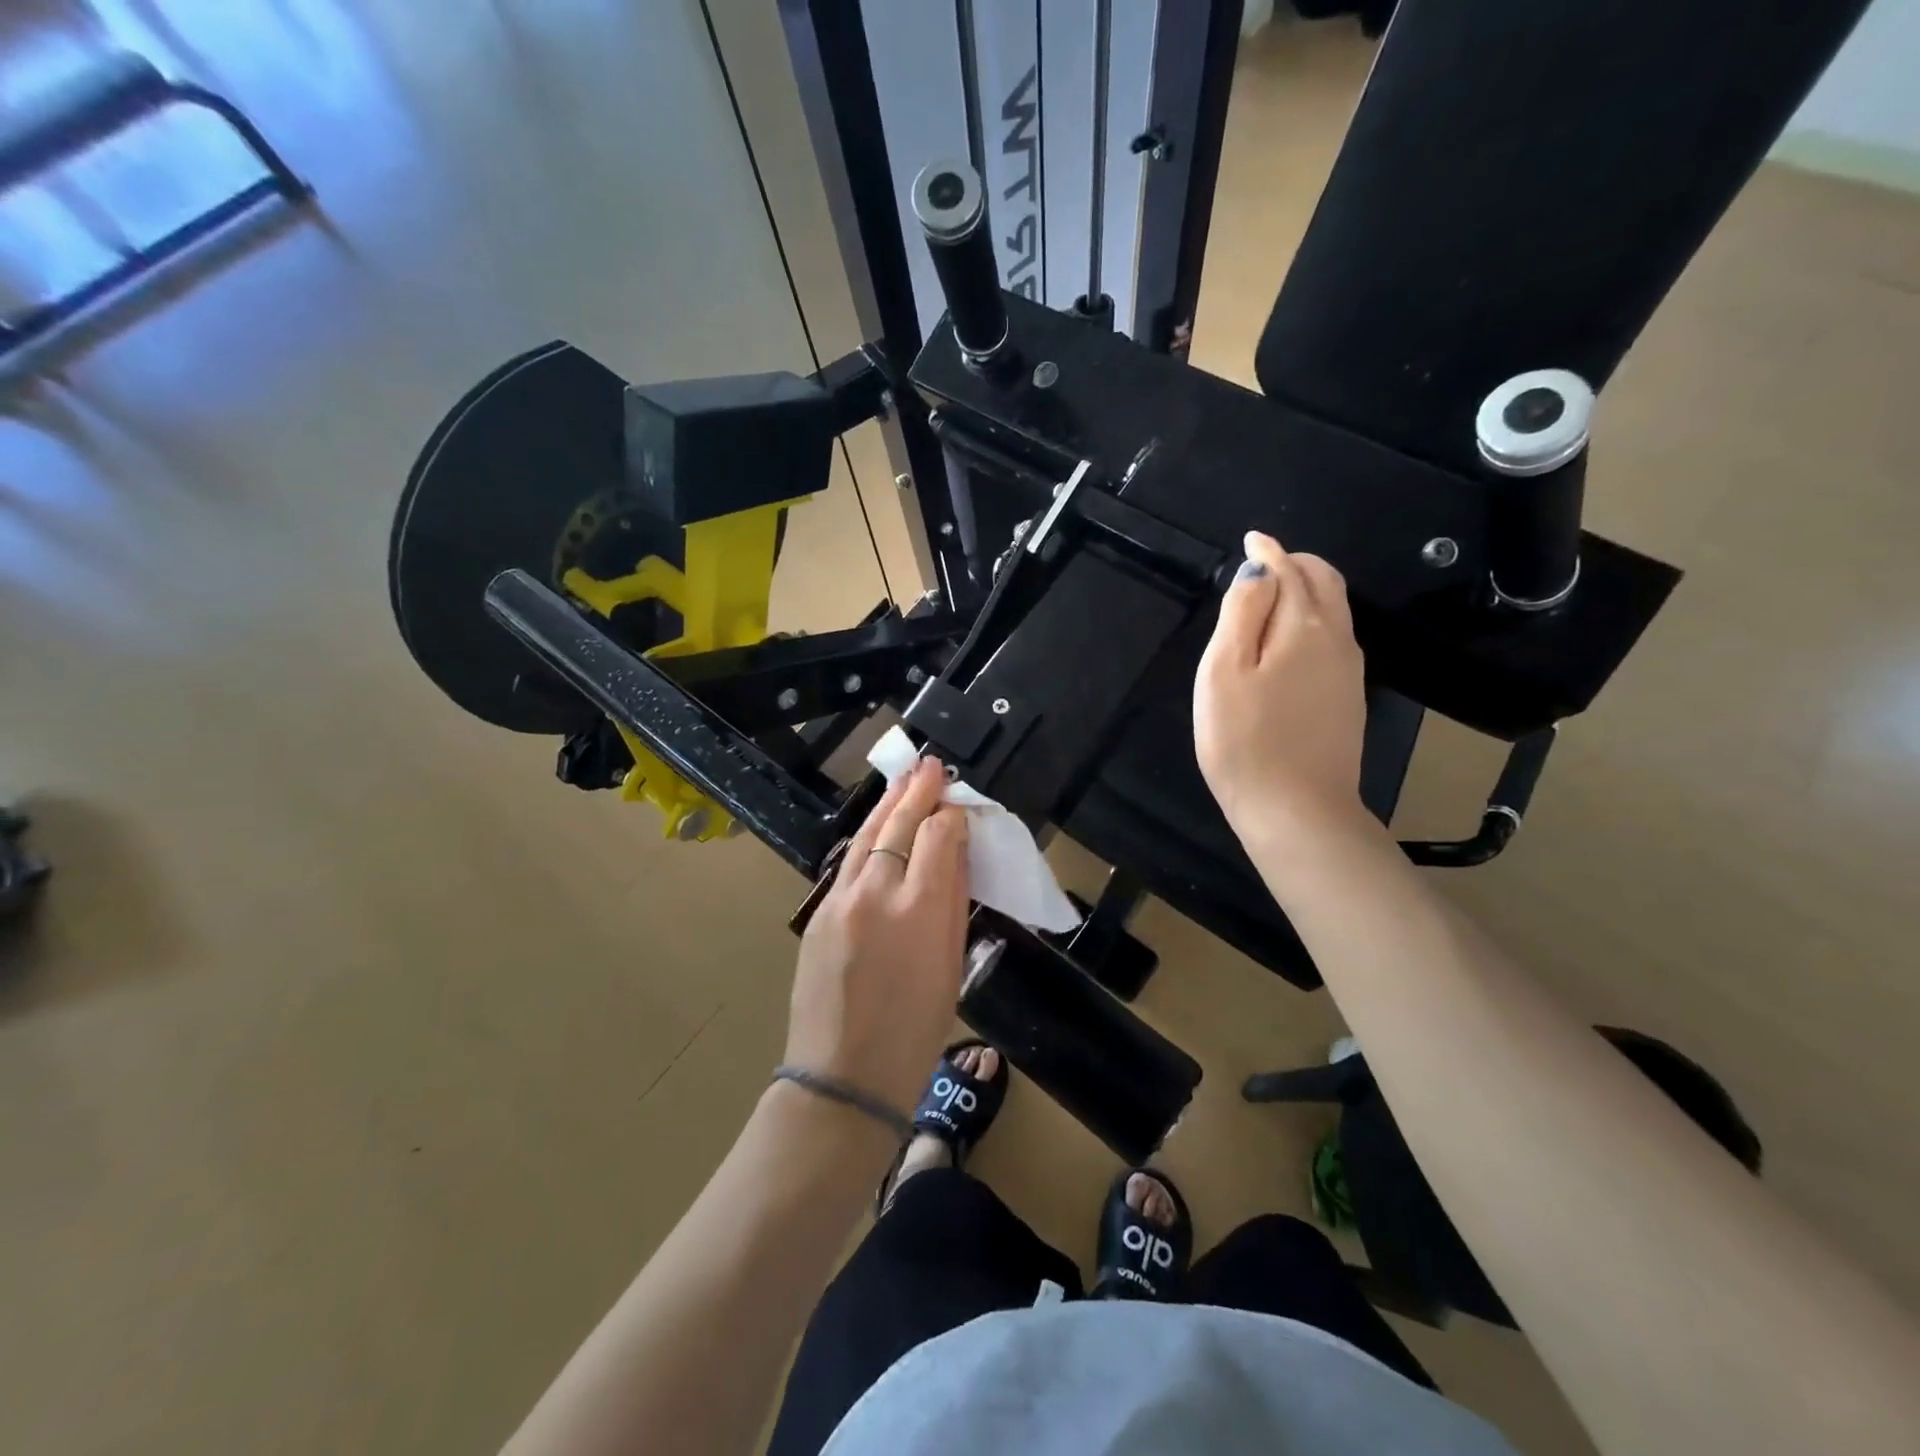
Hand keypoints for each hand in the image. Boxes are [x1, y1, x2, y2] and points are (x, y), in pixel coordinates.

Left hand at [785, 758, 970, 1116]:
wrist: (842, 1075)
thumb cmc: (915, 1032)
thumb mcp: (951, 967)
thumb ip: (953, 903)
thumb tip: (957, 854)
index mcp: (920, 911)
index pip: (939, 837)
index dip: (953, 816)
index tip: (961, 808)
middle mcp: (876, 892)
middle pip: (900, 825)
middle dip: (919, 791)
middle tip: (932, 766)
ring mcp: (840, 899)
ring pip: (868, 835)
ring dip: (889, 804)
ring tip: (906, 780)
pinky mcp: (818, 911)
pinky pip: (849, 861)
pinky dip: (868, 837)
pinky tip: (879, 826)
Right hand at [1194, 530, 1367, 839]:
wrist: (1295, 810)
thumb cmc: (1244, 740)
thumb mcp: (1224, 671)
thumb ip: (1242, 612)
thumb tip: (1259, 569)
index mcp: (1304, 626)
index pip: (1290, 570)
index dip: (1269, 552)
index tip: (1252, 540)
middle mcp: (1337, 640)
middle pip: (1325, 583)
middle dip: (1296, 564)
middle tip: (1264, 565)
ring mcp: (1348, 672)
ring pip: (1334, 611)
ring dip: (1307, 591)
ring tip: (1272, 596)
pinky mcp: (1347, 700)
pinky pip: (1334, 640)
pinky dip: (1313, 620)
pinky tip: (1289, 641)